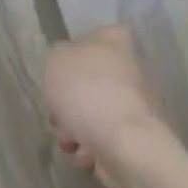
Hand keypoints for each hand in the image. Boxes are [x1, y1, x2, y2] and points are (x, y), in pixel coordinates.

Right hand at [44, 25, 161, 187]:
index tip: (64, 65)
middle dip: (67, 103)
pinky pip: (100, 141)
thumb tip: (68, 63)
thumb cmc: (87, 92)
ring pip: (89, 114)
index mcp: (114, 45)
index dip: (81, 46)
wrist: (122, 143)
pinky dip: (89, 149)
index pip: (102, 33)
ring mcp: (131, 107)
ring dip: (72, 130)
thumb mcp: (57, 59)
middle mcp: (127, 72)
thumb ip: (59, 54)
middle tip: (57, 113)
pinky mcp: (130, 138)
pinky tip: (86, 154)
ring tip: (70, 140)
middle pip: (88, 82)